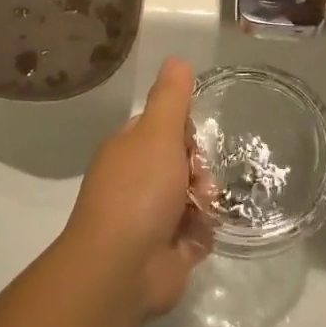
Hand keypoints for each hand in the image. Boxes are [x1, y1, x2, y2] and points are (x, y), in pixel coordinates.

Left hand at [63, 57, 210, 315]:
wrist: (121, 268)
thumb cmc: (138, 191)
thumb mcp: (157, 132)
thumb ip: (170, 97)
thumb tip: (176, 58)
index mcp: (129, 151)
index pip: (164, 129)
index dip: (184, 131)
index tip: (192, 138)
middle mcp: (137, 182)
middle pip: (184, 163)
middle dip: (199, 169)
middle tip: (199, 180)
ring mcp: (150, 218)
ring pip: (195, 197)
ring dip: (204, 202)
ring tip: (200, 211)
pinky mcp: (167, 252)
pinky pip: (198, 232)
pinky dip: (201, 233)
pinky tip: (197, 237)